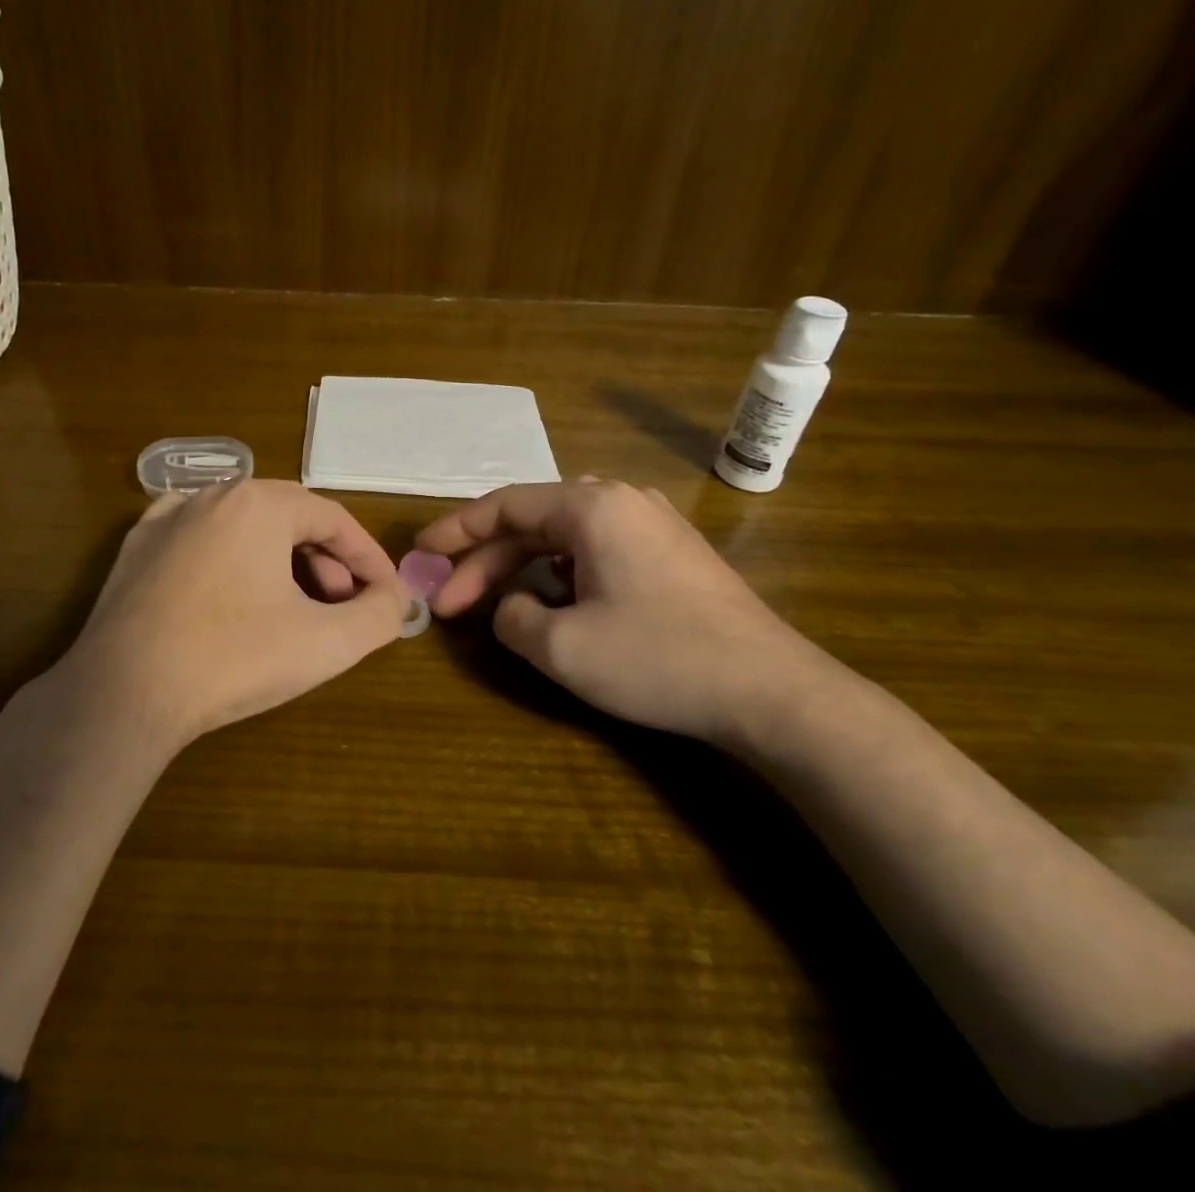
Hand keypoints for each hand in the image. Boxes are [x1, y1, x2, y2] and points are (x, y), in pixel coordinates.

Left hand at [54, 480, 406, 749]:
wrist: (123, 693)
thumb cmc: (233, 659)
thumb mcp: (327, 643)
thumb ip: (379, 615)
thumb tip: (394, 599)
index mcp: (260, 503)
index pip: (334, 519)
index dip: (368, 557)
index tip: (387, 593)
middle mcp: (213, 495)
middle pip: (289, 518)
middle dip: (326, 560)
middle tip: (342, 603)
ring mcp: (167, 518)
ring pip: (244, 526)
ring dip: (281, 559)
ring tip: (293, 605)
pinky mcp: (136, 547)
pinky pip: (200, 537)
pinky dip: (231, 557)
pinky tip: (234, 587)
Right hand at [416, 479, 842, 744]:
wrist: (773, 693)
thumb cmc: (659, 659)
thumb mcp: (563, 647)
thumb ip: (512, 619)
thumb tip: (510, 607)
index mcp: (591, 507)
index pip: (504, 505)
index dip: (455, 530)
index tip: (420, 553)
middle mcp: (621, 501)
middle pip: (532, 522)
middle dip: (485, 563)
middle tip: (448, 604)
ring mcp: (652, 526)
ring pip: (564, 537)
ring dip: (522, 569)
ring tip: (495, 606)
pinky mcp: (672, 555)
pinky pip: (596, 551)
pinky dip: (561, 575)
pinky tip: (555, 606)